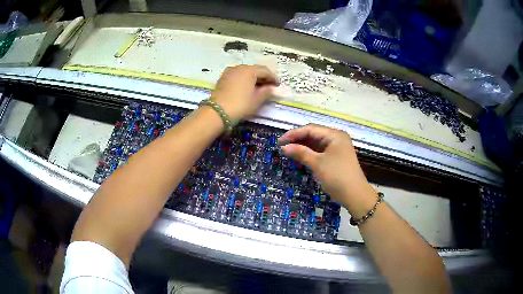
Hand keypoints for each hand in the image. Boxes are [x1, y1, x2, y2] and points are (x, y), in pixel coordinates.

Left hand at [212, 65, 278, 121]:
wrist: (217, 112)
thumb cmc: (240, 105)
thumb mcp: (257, 99)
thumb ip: (266, 92)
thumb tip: (271, 88)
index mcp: (249, 70)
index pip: (265, 71)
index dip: (273, 78)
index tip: (278, 85)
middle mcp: (239, 67)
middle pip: (255, 70)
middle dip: (263, 77)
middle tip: (270, 86)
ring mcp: (229, 72)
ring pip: (245, 72)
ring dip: (253, 78)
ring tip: (259, 87)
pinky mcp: (223, 78)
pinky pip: (237, 76)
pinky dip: (244, 80)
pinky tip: (247, 88)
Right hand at [279, 124, 376, 211]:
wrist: (355, 195)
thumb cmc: (337, 176)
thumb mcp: (318, 164)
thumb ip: (301, 153)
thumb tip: (284, 147)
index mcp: (334, 135)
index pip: (310, 129)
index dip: (294, 134)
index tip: (280, 142)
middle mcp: (336, 138)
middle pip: (313, 135)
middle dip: (298, 140)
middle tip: (282, 147)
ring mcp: (337, 148)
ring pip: (316, 143)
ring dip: (303, 147)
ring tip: (288, 152)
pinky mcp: (336, 157)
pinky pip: (320, 151)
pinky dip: (310, 154)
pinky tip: (300, 157)